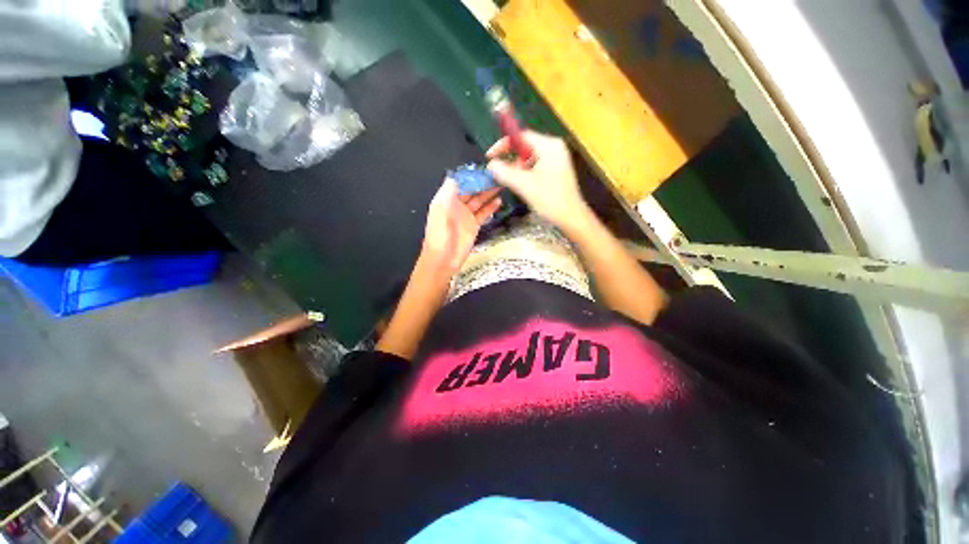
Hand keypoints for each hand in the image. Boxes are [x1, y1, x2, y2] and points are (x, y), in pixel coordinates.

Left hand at [421, 179, 501, 273]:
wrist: (443, 259)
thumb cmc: (439, 234)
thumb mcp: (439, 210)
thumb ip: (447, 192)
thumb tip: (456, 175)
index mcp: (446, 199)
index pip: (461, 183)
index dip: (471, 175)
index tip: (484, 168)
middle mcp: (457, 205)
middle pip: (472, 190)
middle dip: (483, 183)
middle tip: (497, 175)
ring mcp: (466, 215)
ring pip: (479, 200)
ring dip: (489, 193)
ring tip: (501, 184)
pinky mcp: (474, 225)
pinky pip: (483, 213)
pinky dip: (491, 207)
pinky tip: (499, 201)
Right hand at [486, 131, 591, 231]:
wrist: (571, 217)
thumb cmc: (550, 199)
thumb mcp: (524, 185)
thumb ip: (504, 172)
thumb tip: (490, 164)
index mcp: (549, 146)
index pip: (521, 136)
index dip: (503, 145)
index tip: (490, 157)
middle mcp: (554, 148)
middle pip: (525, 147)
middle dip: (511, 161)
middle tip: (503, 175)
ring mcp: (556, 159)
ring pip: (529, 159)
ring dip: (518, 170)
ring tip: (515, 184)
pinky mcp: (556, 170)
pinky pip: (535, 167)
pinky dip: (526, 175)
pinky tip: (524, 187)